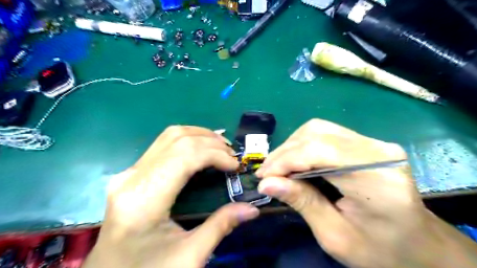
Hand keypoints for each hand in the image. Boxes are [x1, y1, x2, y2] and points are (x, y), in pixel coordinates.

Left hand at [82, 126, 258, 267]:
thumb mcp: (189, 257)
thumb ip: (221, 227)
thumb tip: (253, 208)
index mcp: (143, 200)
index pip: (184, 157)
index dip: (215, 154)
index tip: (235, 166)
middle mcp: (132, 178)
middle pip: (177, 140)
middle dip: (211, 142)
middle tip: (233, 155)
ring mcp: (129, 172)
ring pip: (170, 136)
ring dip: (200, 136)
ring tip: (221, 148)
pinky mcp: (132, 172)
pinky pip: (164, 144)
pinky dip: (189, 141)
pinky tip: (202, 149)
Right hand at [257, 120, 476, 267]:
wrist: (419, 246)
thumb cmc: (381, 250)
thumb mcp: (335, 236)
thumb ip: (302, 203)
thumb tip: (267, 183)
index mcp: (376, 178)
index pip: (319, 151)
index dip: (286, 160)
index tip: (264, 177)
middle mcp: (377, 151)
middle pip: (317, 134)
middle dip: (285, 152)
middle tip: (267, 173)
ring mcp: (374, 143)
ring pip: (318, 129)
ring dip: (292, 146)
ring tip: (278, 167)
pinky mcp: (367, 144)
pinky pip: (326, 134)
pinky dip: (304, 145)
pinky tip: (295, 161)